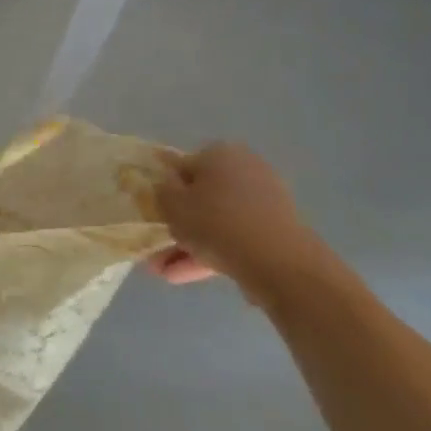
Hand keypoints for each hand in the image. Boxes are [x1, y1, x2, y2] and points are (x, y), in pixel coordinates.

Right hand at [149, 144, 323, 290]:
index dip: (164, 190)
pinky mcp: (275, 230)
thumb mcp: (171, 204)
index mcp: (220, 154)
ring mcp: (264, 201)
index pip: (182, 166)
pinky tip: (184, 276)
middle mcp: (245, 169)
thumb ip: (161, 190)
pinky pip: (234, 237)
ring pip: (216, 221)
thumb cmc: (215, 223)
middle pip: (201, 196)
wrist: (278, 262)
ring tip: (164, 272)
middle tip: (157, 244)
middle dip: (178, 223)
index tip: (153, 212)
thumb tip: (165, 184)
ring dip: (190, 244)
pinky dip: (212, 253)